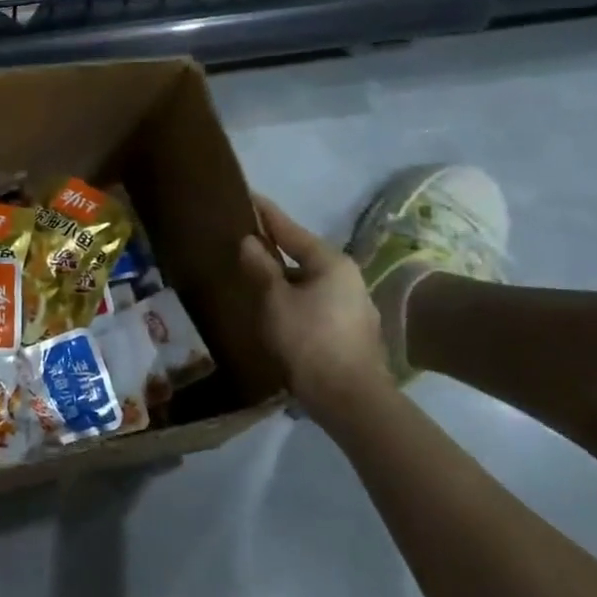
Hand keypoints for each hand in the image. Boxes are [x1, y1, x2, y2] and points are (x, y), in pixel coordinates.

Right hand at [238, 194, 393, 422]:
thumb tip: (249, 241)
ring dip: (283, 278)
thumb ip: (260, 267)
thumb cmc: (309, 341)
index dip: (265, 213)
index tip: (247, 196)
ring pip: (308, 281)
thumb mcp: (275, 301)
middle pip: (302, 254)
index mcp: (330, 262)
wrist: (350, 399)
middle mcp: (347, 276)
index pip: (290, 229)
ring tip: (254, 277)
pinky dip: (294, 299)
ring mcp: (353, 304)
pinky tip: (277, 310)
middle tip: (243, 241)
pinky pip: (315, 302)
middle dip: (273, 248)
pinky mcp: (351, 330)